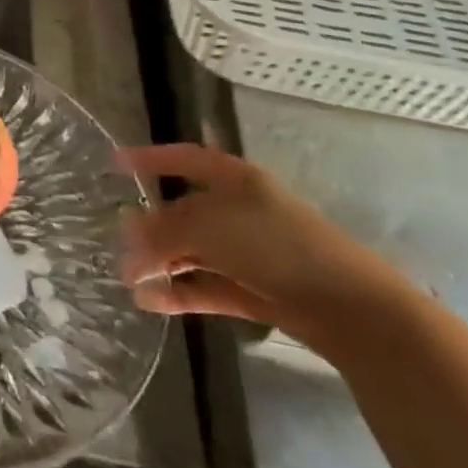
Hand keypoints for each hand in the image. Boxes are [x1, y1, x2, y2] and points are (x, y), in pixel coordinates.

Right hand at [118, 143, 411, 355]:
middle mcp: (240, 211)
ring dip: (160, 264)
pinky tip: (150, 302)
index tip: (115, 163)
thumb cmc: (276, 246)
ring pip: (191, 252)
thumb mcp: (209, 226)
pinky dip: (178, 293)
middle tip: (118, 242)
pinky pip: (205, 286)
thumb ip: (163, 231)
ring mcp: (248, 253)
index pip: (185, 159)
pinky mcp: (254, 291)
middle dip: (149, 228)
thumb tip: (127, 239)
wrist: (352, 309)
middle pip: (183, 212)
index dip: (151, 158)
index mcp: (235, 180)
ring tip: (129, 280)